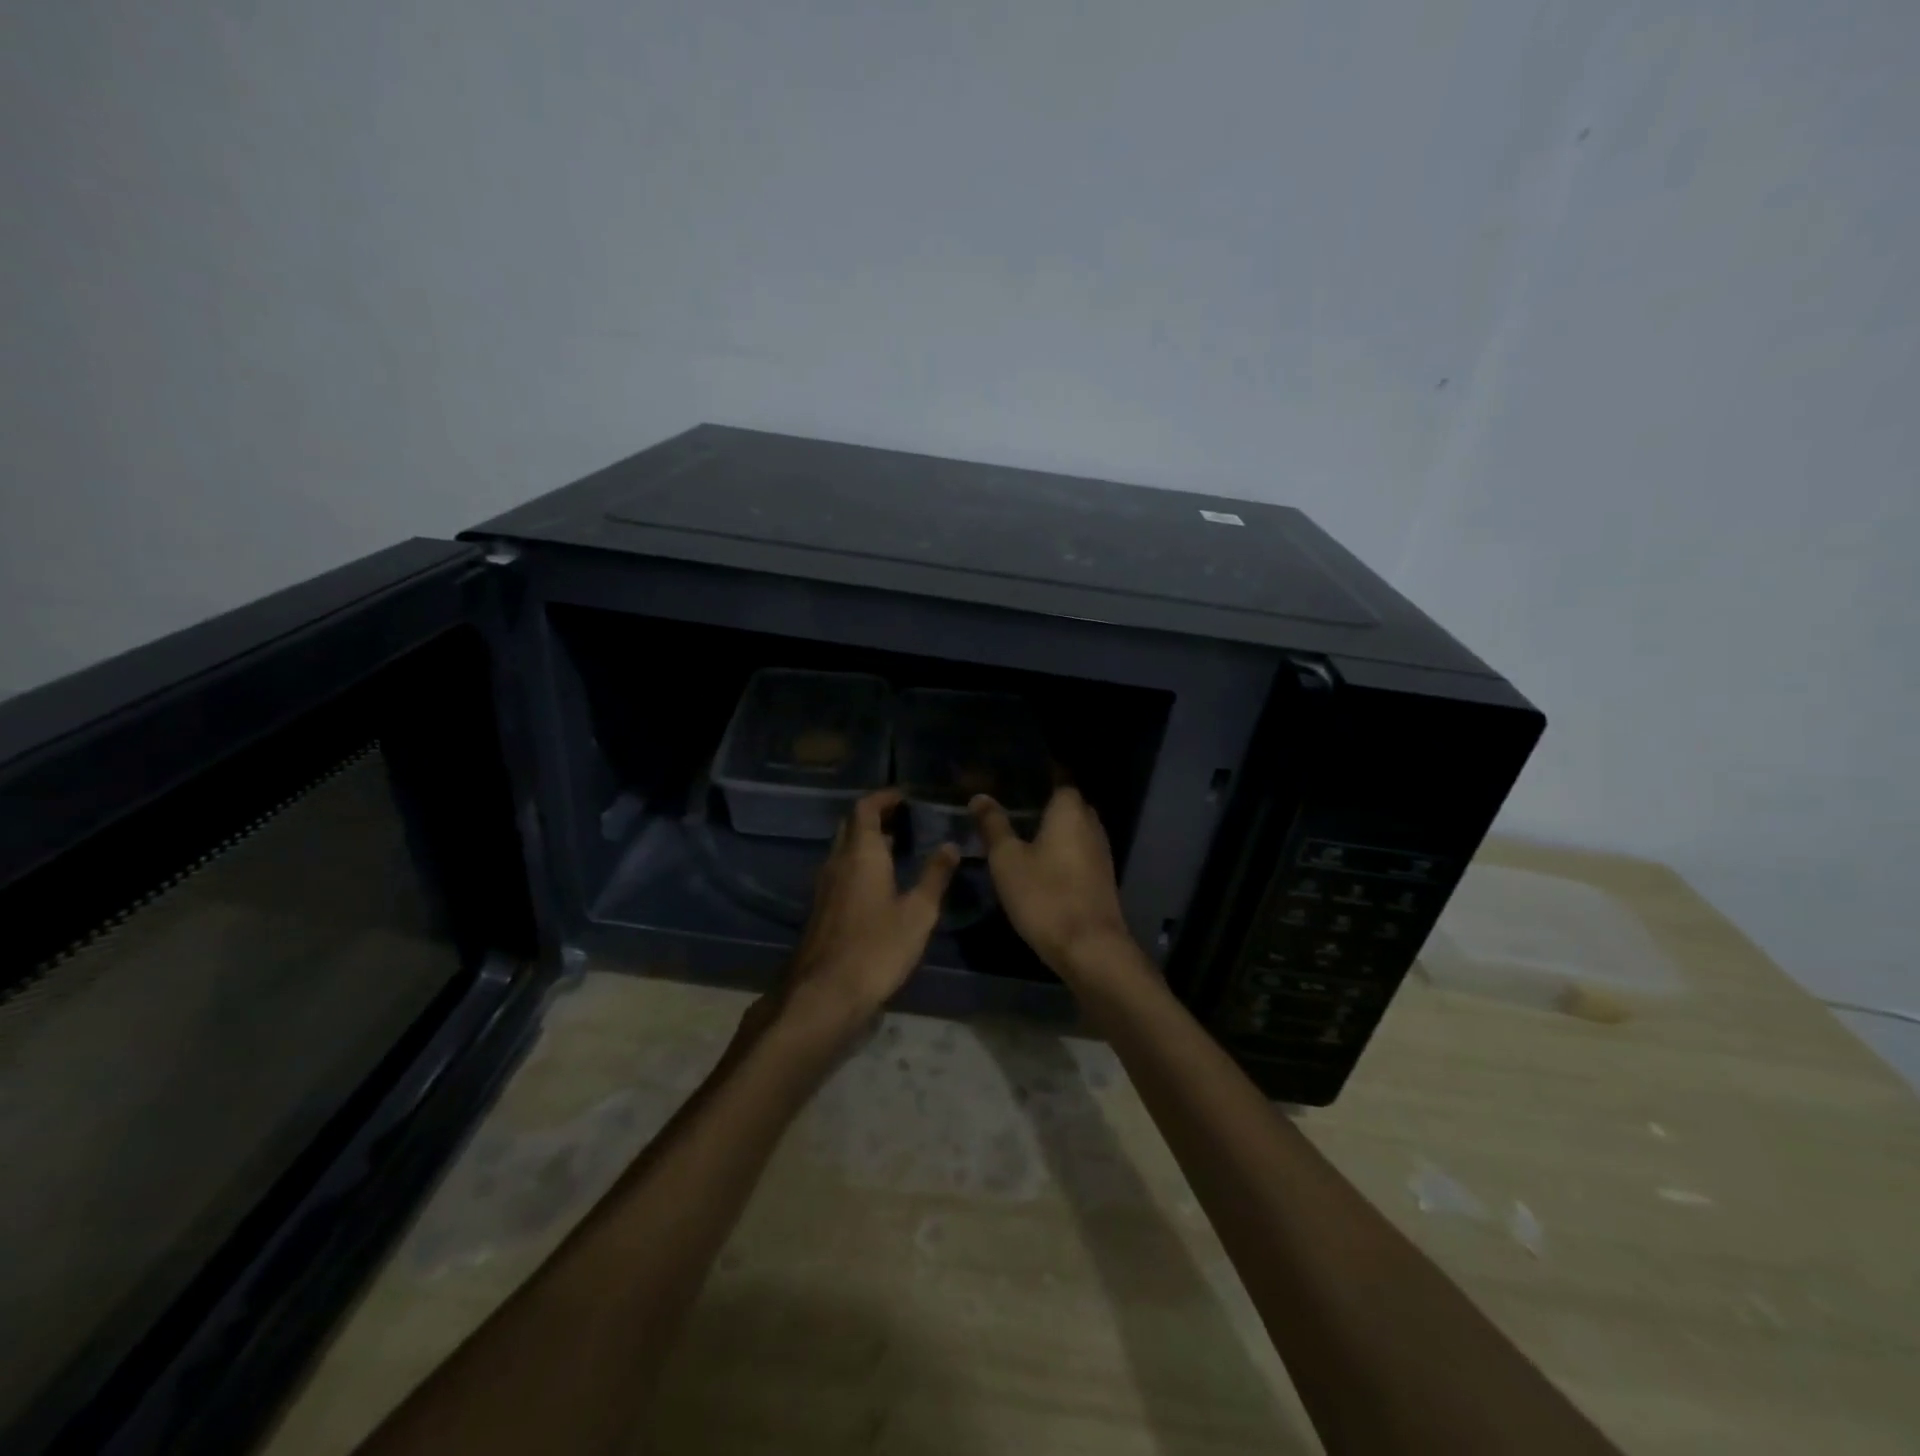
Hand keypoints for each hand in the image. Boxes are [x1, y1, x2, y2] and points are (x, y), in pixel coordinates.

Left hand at [779, 789, 959, 1035]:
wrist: (824, 993)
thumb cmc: (877, 947)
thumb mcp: (918, 913)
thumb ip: (935, 876)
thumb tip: (951, 845)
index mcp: (861, 854)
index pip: (866, 808)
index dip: (884, 797)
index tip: (904, 796)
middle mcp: (837, 861)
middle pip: (851, 825)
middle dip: (875, 816)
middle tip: (903, 818)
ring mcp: (824, 885)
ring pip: (843, 849)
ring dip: (866, 841)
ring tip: (897, 847)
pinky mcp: (820, 908)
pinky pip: (840, 870)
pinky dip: (859, 863)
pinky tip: (879, 883)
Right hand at [970, 788, 1136, 978]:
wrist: (1090, 948)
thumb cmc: (1045, 896)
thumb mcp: (1007, 860)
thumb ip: (993, 825)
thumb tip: (980, 796)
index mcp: (1070, 810)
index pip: (1056, 778)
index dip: (1033, 778)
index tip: (1008, 780)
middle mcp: (1091, 823)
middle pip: (1064, 804)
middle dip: (1040, 805)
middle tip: (1007, 808)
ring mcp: (1100, 851)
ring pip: (1071, 830)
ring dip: (1049, 831)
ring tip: (1016, 834)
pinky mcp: (1101, 876)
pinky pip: (1077, 851)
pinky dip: (1059, 851)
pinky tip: (1037, 862)